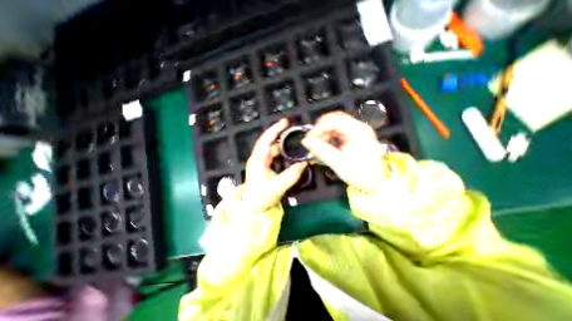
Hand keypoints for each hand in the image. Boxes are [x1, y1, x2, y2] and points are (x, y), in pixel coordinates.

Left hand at [242, 119, 307, 210]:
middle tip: (292, 127)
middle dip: (279, 132)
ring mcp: (261, 160)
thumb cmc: (261, 197)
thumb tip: (304, 164)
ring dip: (281, 141)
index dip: (275, 130)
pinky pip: (273, 153)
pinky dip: (281, 149)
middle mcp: (258, 157)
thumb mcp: (277, 187)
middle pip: (268, 140)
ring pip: (271, 146)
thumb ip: (291, 175)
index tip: (285, 122)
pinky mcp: (265, 164)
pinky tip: (289, 149)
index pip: (265, 140)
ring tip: (293, 137)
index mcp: (258, 160)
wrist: (254, 206)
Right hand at [299, 112, 388, 192]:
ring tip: (317, 145)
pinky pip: (337, 133)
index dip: (319, 127)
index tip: (309, 138)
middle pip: (334, 120)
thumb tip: (305, 141)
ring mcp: (356, 132)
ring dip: (324, 134)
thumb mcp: (338, 162)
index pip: (334, 120)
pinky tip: (324, 146)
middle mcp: (358, 127)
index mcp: (358, 130)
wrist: (376, 183)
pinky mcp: (353, 138)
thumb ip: (321, 150)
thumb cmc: (359, 174)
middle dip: (320, 130)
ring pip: (335, 126)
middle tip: (312, 141)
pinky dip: (328, 138)